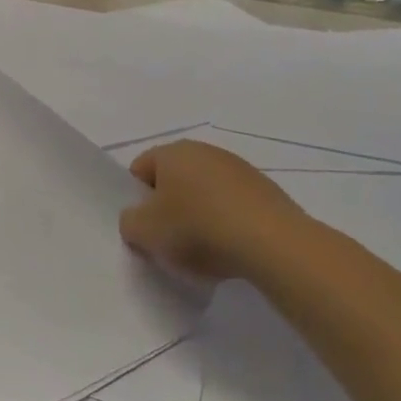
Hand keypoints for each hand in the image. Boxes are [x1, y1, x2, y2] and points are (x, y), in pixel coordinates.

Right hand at [119, 140, 317, 280]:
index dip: (136, 200)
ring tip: (205, 250)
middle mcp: (205, 151)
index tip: (145, 228)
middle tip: (170, 241)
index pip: (139, 169)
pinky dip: (227, 223)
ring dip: (199, 216)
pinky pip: (233, 205)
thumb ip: (129, 223)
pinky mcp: (266, 190)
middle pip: (174, 180)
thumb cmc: (197, 229)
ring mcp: (239, 169)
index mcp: (172, 152)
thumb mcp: (144, 233)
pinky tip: (232, 248)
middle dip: (169, 208)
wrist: (272, 243)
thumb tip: (138, 220)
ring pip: (205, 193)